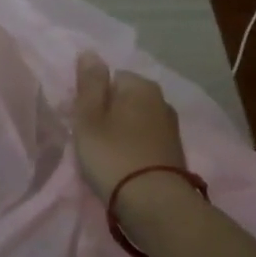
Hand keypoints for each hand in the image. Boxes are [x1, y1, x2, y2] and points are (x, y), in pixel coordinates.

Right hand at [71, 51, 187, 200]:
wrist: (154, 204)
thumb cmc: (113, 155)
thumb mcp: (89, 116)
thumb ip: (89, 83)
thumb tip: (91, 52)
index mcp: (141, 85)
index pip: (110, 77)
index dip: (92, 97)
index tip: (82, 120)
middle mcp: (161, 100)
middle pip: (124, 99)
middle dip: (107, 114)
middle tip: (90, 139)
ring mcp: (171, 127)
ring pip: (135, 121)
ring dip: (120, 133)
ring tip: (105, 156)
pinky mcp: (174, 152)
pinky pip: (144, 140)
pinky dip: (133, 148)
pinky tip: (123, 166)